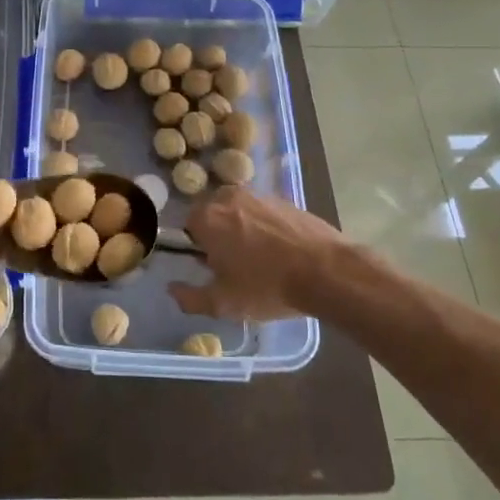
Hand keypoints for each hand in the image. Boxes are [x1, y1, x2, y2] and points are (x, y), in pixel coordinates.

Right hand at [171, 187, 364, 321]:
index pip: (188, 226)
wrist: (326, 271)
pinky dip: (267, 227)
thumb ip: (189, 298)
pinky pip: (264, 212)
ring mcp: (259, 195)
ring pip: (240, 211)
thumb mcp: (223, 304)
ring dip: (243, 229)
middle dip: (219, 235)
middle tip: (236, 265)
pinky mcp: (284, 199)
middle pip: (214, 215)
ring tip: (262, 260)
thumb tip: (172, 288)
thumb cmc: (266, 286)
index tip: (214, 267)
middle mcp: (228, 197)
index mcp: (207, 217)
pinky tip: (283, 252)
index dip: (198, 248)